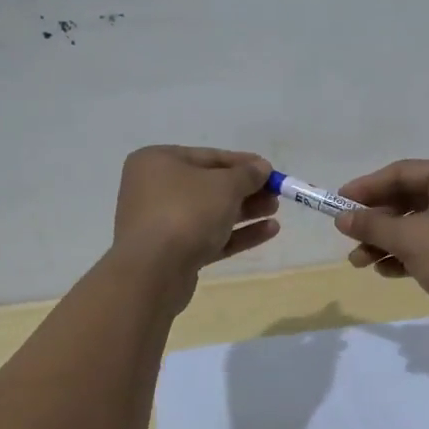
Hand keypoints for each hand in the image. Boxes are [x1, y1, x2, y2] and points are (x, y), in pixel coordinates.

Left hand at [112, 147, 278, 302]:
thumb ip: (247, 174)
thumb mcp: (224, 186)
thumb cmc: (186, 212)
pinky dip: (236, 234)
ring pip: (211, 213)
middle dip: (246, 190)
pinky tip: (269, 231)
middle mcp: (155, 189)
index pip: (208, 156)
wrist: (153, 271)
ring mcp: (162, 223)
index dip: (243, 163)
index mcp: (158, 162)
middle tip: (275, 194)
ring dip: (245, 211)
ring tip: (275, 211)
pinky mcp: (172, 253)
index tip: (270, 170)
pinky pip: (209, 237)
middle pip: (210, 186)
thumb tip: (261, 168)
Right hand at [333, 159, 428, 319]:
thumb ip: (373, 225)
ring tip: (359, 262)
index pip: (401, 173)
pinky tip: (385, 271)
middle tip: (347, 237)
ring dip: (386, 241)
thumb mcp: (411, 239)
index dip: (366, 187)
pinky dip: (405, 253)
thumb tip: (341, 218)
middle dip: (375, 221)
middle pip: (407, 199)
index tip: (338, 202)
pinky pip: (427, 242)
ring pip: (415, 223)